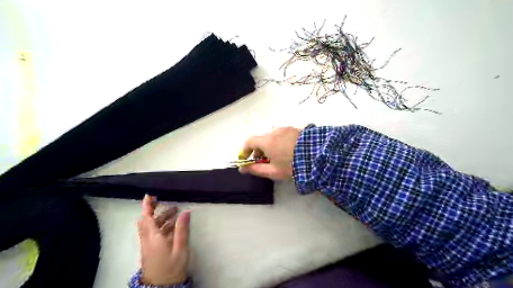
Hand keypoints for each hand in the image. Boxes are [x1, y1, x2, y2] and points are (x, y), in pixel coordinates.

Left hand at [137, 194, 190, 286]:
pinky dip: (161, 226)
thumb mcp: (180, 248)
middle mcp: (147, 240)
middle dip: (155, 210)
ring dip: (160, 218)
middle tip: (166, 202)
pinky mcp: (150, 250)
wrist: (161, 287)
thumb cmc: (172, 267)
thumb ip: (182, 230)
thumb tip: (185, 212)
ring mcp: (148, 245)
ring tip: (175, 213)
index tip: (150, 196)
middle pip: (147, 221)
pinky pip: (153, 233)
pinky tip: (173, 227)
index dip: (147, 206)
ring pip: (150, 227)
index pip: (147, 218)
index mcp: (153, 238)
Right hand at [240, 126, 301, 179]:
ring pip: (272, 137)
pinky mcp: (295, 129)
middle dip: (258, 150)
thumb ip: (255, 169)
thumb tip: (242, 169)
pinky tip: (286, 151)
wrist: (319, 157)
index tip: (246, 159)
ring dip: (269, 146)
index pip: (249, 141)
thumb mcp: (273, 171)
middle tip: (261, 162)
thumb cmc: (292, 166)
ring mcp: (286, 129)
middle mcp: (274, 131)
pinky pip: (282, 135)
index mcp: (267, 141)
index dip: (245, 150)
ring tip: (276, 157)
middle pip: (260, 139)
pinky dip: (278, 142)